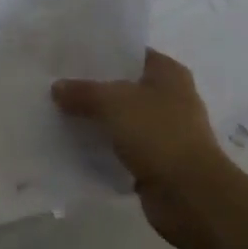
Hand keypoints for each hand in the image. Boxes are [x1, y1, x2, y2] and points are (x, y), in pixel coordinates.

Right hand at [53, 49, 236, 248]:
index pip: (132, 54)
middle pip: (124, 87)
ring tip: (59, 115)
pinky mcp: (156, 162)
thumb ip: (84, 92)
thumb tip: (57, 87)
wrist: (190, 195)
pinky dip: (103, 149)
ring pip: (122, 120)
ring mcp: (164, 132)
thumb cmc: (158, 134)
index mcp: (169, 74)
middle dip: (94, 88)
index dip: (103, 54)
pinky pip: (122, 149)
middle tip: (57, 86)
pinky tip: (74, 147)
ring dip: (96, 121)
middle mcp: (170, 98)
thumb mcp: (114, 103)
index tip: (70, 58)